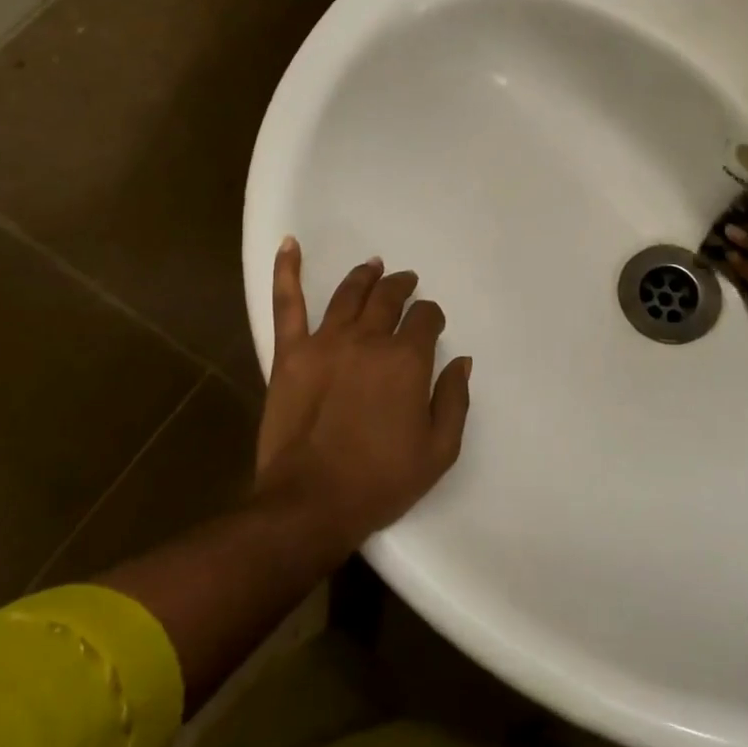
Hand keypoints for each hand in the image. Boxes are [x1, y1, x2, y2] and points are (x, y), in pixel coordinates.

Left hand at [255, 238, 470, 546]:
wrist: (311, 503)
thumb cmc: (380, 481)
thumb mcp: (439, 451)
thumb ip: (455, 399)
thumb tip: (461, 360)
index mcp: (406, 360)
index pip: (425, 320)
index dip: (431, 317)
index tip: (431, 323)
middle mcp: (368, 340)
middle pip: (389, 299)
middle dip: (402, 287)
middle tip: (406, 282)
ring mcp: (325, 342)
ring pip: (349, 294)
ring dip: (365, 277)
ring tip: (373, 266)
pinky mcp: (290, 353)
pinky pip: (287, 304)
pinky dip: (286, 270)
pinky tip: (289, 244)